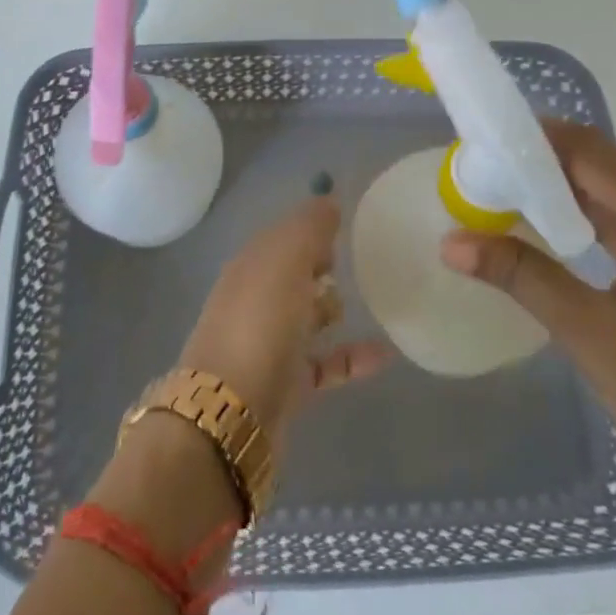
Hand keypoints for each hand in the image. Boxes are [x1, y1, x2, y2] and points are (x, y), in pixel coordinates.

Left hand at [179, 196, 390, 436]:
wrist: (230, 415)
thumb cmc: (258, 325)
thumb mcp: (285, 260)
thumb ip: (308, 227)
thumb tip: (328, 199)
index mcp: (250, 266)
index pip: (281, 236)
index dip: (309, 226)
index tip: (345, 222)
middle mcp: (255, 300)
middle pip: (292, 275)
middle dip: (319, 264)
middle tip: (358, 258)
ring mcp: (269, 344)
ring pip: (305, 317)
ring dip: (331, 308)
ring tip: (371, 300)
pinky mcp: (287, 385)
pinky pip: (326, 363)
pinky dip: (351, 357)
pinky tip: (385, 355)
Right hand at [441, 121, 615, 522]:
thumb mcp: (589, 333)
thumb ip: (520, 275)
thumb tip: (448, 242)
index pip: (598, 157)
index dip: (540, 143)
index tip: (486, 141)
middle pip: (611, 168)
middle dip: (548, 163)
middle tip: (487, 165)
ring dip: (565, 188)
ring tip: (504, 185)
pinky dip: (588, 215)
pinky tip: (547, 219)